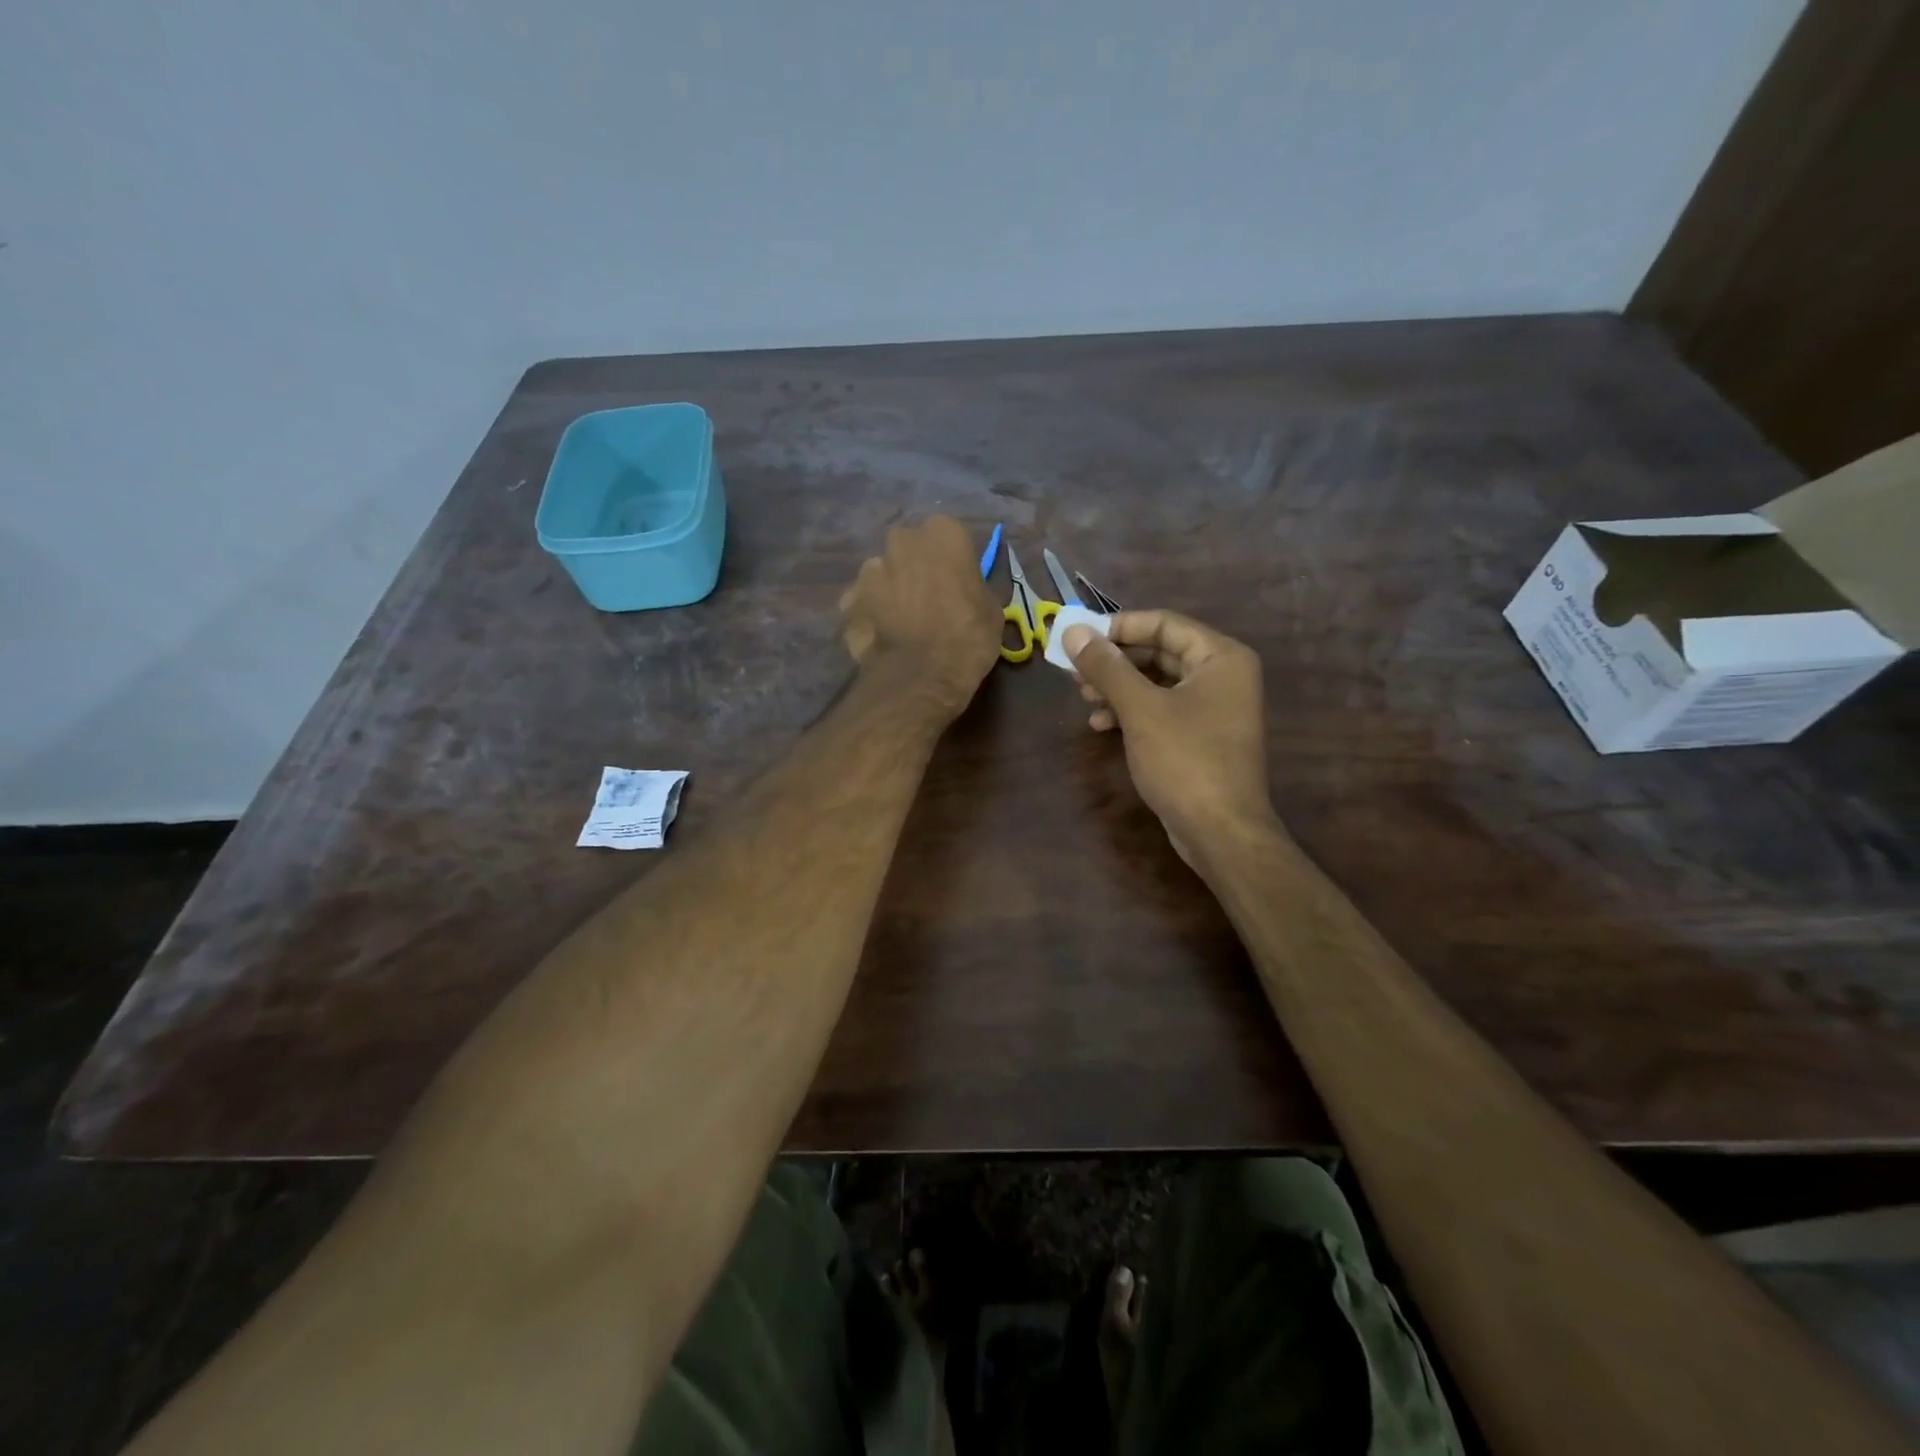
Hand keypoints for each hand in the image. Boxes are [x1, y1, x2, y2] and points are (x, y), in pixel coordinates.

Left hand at [840, 517, 1002, 718]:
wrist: (922, 676)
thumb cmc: (968, 637)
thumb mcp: (991, 608)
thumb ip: (974, 586)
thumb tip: (966, 588)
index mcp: (943, 532)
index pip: (949, 537)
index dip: (952, 562)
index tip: (957, 584)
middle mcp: (901, 540)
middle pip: (910, 550)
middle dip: (916, 569)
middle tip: (929, 601)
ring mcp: (869, 569)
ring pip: (883, 573)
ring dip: (891, 589)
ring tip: (902, 622)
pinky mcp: (848, 600)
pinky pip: (863, 601)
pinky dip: (870, 614)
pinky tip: (882, 637)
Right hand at [1063, 611, 1276, 865]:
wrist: (1220, 832)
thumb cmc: (1185, 760)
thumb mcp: (1140, 709)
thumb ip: (1106, 667)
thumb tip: (1073, 631)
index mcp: (1220, 657)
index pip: (1164, 623)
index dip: (1118, 627)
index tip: (1079, 639)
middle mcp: (1223, 675)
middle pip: (1159, 652)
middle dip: (1115, 661)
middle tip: (1075, 671)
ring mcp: (1214, 708)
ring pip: (1157, 683)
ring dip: (1118, 687)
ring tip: (1084, 698)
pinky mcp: (1201, 737)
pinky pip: (1162, 709)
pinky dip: (1132, 712)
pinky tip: (1101, 725)